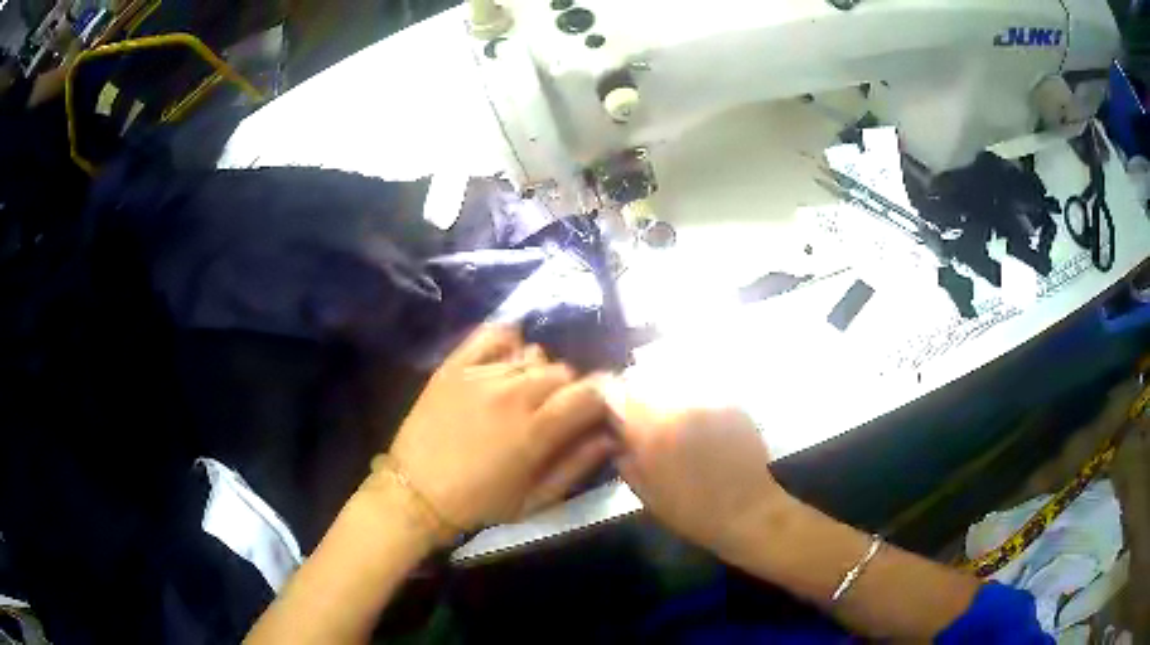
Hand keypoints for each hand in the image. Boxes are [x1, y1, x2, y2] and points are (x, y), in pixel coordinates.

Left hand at [384, 325, 615, 533]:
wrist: (415, 492)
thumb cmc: (480, 503)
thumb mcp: (536, 498)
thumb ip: (577, 464)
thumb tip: (611, 436)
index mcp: (537, 429)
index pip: (589, 392)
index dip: (600, 400)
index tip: (594, 413)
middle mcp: (513, 393)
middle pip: (563, 371)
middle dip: (568, 391)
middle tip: (553, 414)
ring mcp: (482, 374)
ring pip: (533, 356)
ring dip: (538, 375)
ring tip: (523, 396)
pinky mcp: (455, 365)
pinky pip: (493, 334)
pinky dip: (508, 342)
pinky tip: (507, 360)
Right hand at [603, 378, 788, 553]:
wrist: (747, 511)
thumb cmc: (691, 510)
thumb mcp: (645, 492)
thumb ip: (625, 458)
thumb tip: (616, 437)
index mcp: (652, 428)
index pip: (615, 390)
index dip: (608, 398)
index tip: (611, 413)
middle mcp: (679, 405)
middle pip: (646, 381)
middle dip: (638, 398)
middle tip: (642, 422)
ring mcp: (708, 400)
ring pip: (675, 385)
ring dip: (666, 398)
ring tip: (673, 424)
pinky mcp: (731, 403)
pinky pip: (702, 394)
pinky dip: (694, 405)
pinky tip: (700, 428)